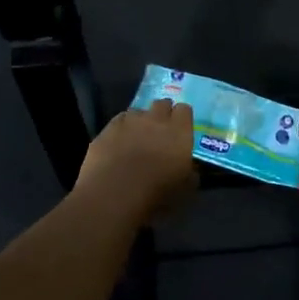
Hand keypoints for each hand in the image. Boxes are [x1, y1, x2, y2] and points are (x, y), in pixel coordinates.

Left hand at [74, 100, 197, 220]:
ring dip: (140, 121)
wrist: (114, 195)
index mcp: (179, 131)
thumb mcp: (185, 190)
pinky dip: (121, 129)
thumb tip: (190, 170)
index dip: (182, 118)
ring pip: (138, 111)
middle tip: (160, 132)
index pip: (184, 110)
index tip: (181, 130)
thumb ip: (190, 173)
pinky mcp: (107, 129)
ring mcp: (129, 121)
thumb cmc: (156, 195)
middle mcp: (155, 119)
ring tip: (137, 138)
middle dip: (162, 114)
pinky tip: (118, 144)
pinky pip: (118, 122)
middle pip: (161, 104)